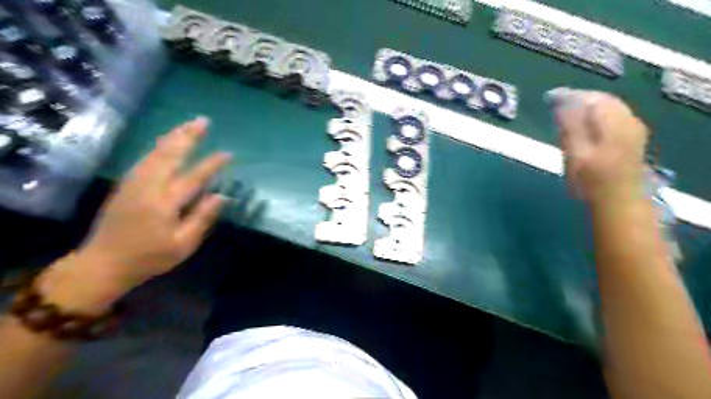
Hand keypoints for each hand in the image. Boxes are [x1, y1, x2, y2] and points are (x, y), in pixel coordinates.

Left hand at [37, 116, 231, 309]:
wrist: (103, 263)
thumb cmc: (149, 258)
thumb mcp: (183, 245)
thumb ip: (202, 218)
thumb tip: (221, 196)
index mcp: (164, 203)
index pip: (193, 177)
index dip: (212, 164)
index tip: (228, 153)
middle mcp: (148, 187)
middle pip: (170, 155)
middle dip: (188, 136)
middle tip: (203, 121)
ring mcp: (134, 183)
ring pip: (156, 152)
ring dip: (173, 136)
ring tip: (188, 125)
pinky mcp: (126, 184)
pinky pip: (146, 158)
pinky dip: (159, 146)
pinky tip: (167, 142)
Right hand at [548, 88, 648, 203]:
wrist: (617, 201)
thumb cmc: (591, 180)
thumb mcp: (574, 153)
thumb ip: (569, 126)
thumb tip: (562, 103)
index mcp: (612, 122)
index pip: (589, 98)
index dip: (569, 96)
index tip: (550, 98)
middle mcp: (627, 120)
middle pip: (601, 100)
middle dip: (579, 99)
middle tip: (557, 105)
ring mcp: (633, 129)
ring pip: (609, 107)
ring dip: (588, 107)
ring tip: (568, 114)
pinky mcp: (633, 138)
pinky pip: (614, 116)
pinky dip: (597, 115)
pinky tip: (586, 125)